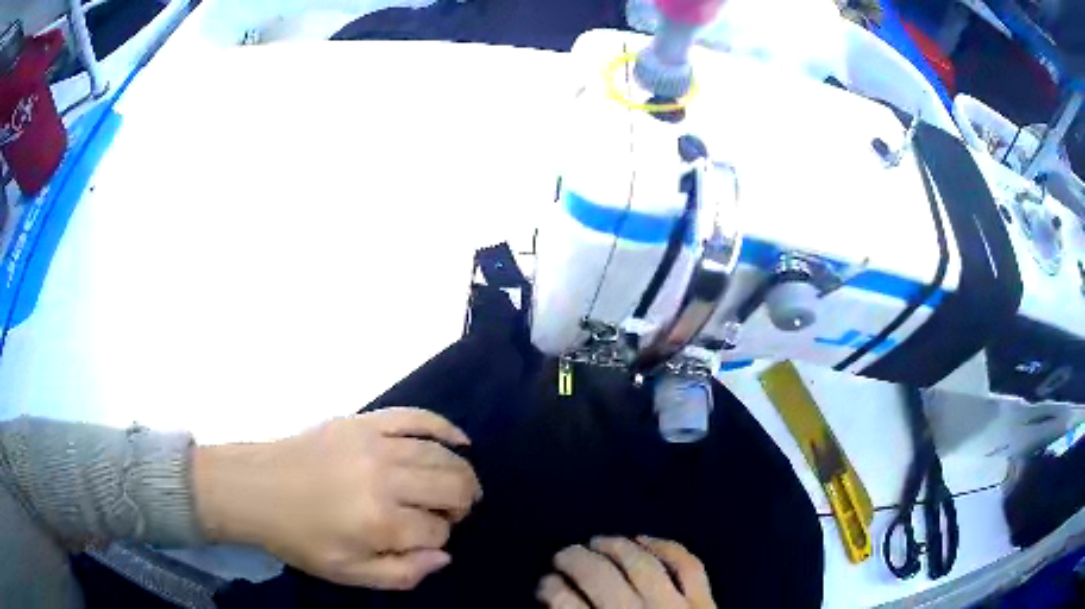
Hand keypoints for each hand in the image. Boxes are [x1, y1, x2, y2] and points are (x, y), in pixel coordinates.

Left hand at [193, 408, 481, 589]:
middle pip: (451, 487)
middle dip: (461, 505)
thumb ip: (402, 574)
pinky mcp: (364, 421)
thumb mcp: (347, 574)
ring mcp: (375, 443)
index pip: (438, 531)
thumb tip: (444, 556)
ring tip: (458, 488)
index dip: (438, 540)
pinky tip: (461, 441)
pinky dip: (445, 428)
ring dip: (461, 474)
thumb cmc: (300, 538)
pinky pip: (417, 417)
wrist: (256, 488)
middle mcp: (385, 478)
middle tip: (451, 514)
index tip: (420, 541)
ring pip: (441, 456)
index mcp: (379, 522)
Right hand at [537, 537, 715, 608]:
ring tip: (598, 541)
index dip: (550, 588)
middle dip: (574, 560)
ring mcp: (675, 608)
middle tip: (562, 554)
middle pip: (599, 578)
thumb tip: (555, 605)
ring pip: (641, 565)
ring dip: (616, 547)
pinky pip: (688, 565)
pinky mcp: (705, 603)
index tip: (544, 583)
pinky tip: (645, 540)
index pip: (565, 604)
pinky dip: (667, 547)